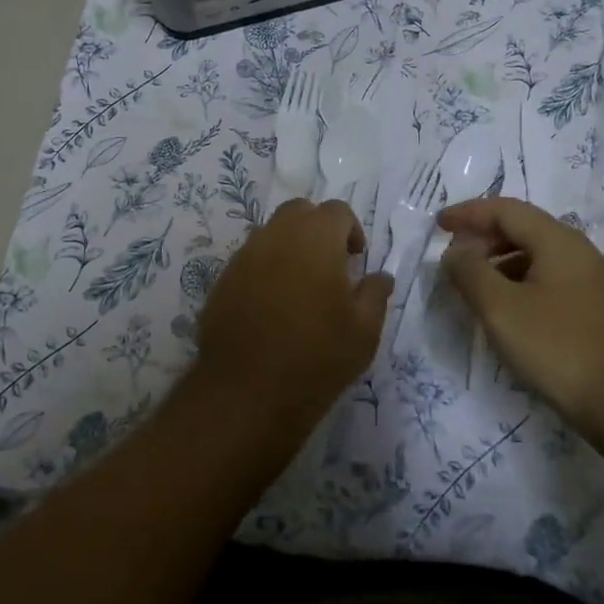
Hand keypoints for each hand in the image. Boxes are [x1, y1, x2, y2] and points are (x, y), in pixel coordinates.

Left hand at [192, 198, 392, 438]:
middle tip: (330, 265)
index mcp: (316, 237)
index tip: (356, 260)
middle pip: (300, 212)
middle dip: (318, 229)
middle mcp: (277, 235)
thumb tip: (380, 276)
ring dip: (290, 247)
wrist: (247, 392)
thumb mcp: (364, 330)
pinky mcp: (223, 279)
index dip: (351, 230)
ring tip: (301, 288)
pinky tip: (272, 306)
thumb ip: (375, 293)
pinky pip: (250, 260)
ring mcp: (244, 256)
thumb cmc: (317, 356)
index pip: (337, 211)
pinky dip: (265, 270)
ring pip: (272, 233)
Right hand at [437, 197, 603, 443]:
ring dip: (500, 264)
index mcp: (557, 241)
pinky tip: (509, 316)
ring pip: (537, 258)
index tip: (438, 226)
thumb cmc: (560, 347)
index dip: (468, 213)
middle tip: (453, 258)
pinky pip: (550, 283)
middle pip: (523, 229)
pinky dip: (520, 286)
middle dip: (483, 238)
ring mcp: (593, 283)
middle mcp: (579, 252)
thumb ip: (470, 272)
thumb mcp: (501, 308)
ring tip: (474, 289)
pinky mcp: (599, 313)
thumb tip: (455, 251)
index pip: (505, 209)